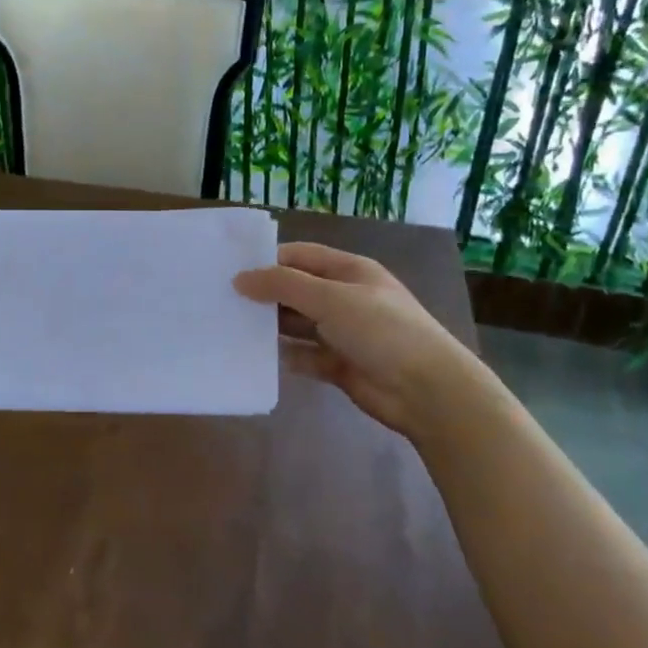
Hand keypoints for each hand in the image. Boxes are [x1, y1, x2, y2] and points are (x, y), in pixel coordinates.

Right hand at [235, 241, 471, 437]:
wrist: (426, 391)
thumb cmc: (381, 330)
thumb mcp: (330, 298)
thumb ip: (283, 285)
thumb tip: (240, 279)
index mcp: (349, 271)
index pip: (300, 256)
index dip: (267, 260)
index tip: (229, 270)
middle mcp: (344, 298)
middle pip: (296, 290)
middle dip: (264, 294)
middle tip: (221, 300)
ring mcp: (342, 333)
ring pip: (297, 324)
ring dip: (270, 326)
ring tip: (229, 327)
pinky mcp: (339, 365)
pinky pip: (304, 356)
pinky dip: (284, 356)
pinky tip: (254, 357)